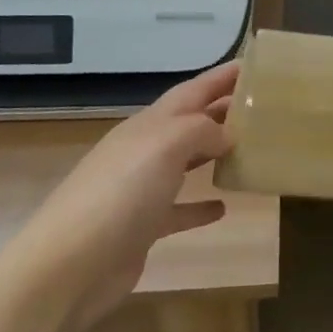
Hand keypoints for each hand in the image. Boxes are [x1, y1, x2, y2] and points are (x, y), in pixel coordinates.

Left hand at [17, 59, 240, 328]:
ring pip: (185, 162)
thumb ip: (201, 129)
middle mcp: (144, 151)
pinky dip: (200, 206)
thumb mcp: (166, 145)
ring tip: (250, 150)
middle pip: (190, 123)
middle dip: (223, 110)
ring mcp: (141, 190)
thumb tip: (227, 134)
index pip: (192, 90)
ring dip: (214, 154)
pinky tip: (223, 207)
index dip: (222, 76)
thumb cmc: (121, 193)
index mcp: (149, 124)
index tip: (255, 64)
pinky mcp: (143, 228)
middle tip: (263, 106)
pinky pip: (178, 210)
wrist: (70, 266)